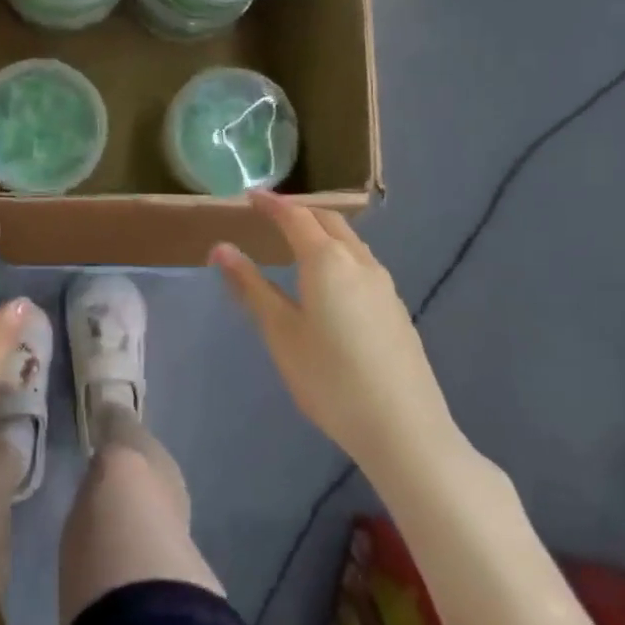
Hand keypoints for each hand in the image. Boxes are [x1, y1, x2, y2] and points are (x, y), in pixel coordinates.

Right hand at [211, 193, 462, 479]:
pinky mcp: (395, 309)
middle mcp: (359, 262)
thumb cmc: (329, 379)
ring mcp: (383, 285)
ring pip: (350, 242)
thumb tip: (221, 248)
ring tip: (298, 243)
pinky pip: (363, 264)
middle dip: (300, 212)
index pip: (295, 217)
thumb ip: (251, 287)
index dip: (271, 204)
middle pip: (328, 222)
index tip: (250, 196)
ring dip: (323, 232)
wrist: (404, 428)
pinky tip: (331, 281)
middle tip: (272, 214)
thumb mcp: (280, 333)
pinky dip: (340, 254)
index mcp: (326, 261)